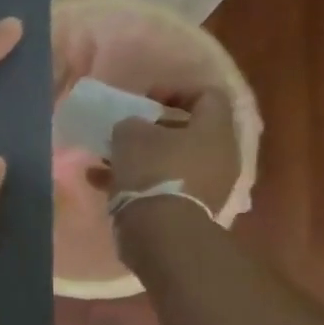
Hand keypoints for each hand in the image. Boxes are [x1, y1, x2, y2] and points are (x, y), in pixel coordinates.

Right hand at [108, 88, 240, 209]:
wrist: (163, 233)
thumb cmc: (153, 171)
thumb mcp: (130, 135)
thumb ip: (131, 124)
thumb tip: (133, 130)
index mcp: (214, 129)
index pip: (206, 95)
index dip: (175, 91)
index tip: (145, 101)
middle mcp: (219, 155)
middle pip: (188, 133)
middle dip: (153, 132)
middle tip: (126, 134)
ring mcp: (208, 186)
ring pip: (171, 162)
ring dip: (141, 160)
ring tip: (107, 163)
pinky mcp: (190, 210)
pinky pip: (163, 187)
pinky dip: (138, 183)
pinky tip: (104, 185)